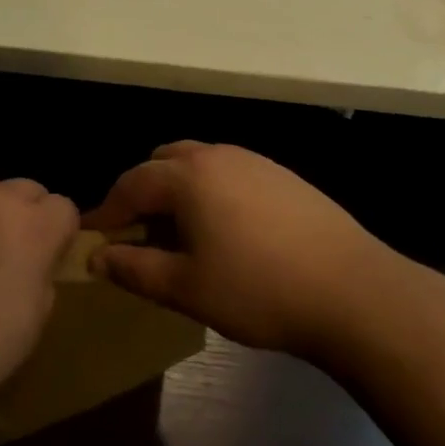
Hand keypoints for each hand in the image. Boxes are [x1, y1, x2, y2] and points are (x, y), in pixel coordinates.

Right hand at [83, 141, 389, 358]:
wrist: (351, 289)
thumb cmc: (259, 290)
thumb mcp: (187, 288)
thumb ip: (135, 268)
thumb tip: (97, 256)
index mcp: (188, 176)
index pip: (132, 183)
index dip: (108, 209)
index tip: (94, 235)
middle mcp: (217, 155)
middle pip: (163, 161)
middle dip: (142, 190)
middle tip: (137, 231)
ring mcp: (253, 160)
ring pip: (198, 161)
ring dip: (177, 187)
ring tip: (179, 230)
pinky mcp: (281, 174)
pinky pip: (229, 170)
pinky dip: (210, 189)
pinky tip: (226, 228)